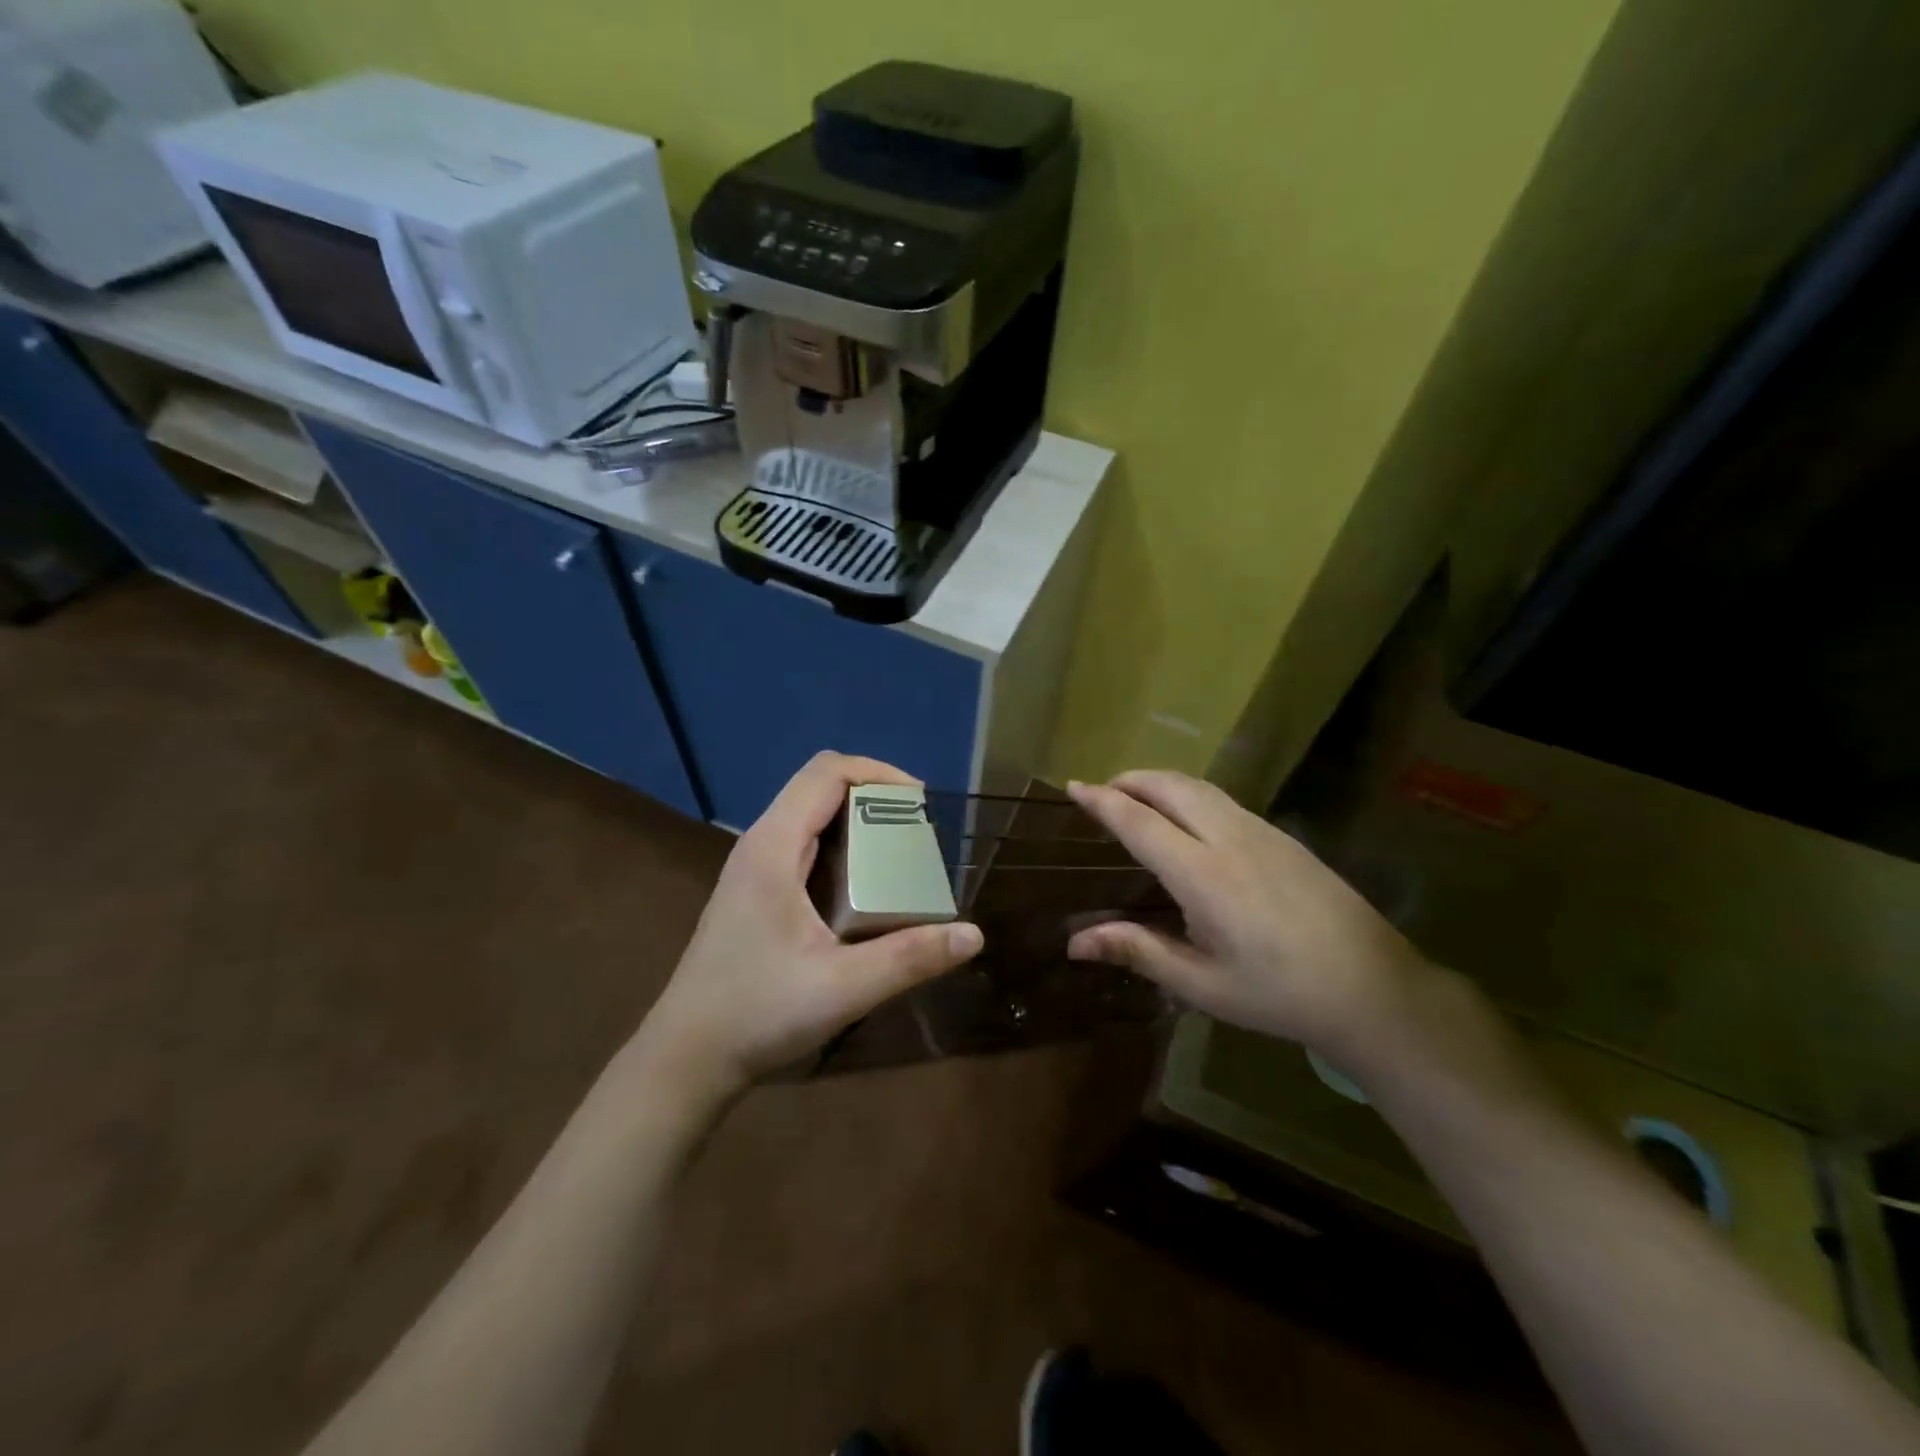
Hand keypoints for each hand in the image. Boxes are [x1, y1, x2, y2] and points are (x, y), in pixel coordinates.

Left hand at [639, 752, 983, 1092]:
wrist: (686, 1057)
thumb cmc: (757, 1014)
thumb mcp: (843, 988)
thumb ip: (910, 958)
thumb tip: (973, 935)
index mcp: (773, 847)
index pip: (826, 772)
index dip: (878, 773)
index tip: (921, 804)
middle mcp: (760, 844)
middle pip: (819, 788)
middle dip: (874, 798)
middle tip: (918, 835)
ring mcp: (753, 868)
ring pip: (810, 817)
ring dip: (858, 823)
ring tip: (900, 858)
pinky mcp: (754, 892)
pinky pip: (803, 845)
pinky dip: (841, 848)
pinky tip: (863, 891)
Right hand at [1065, 771, 1430, 1061]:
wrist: (1373, 987)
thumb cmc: (1278, 993)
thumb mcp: (1201, 983)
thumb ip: (1137, 951)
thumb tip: (1074, 943)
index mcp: (1202, 874)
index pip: (1139, 822)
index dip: (1102, 801)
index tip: (1074, 787)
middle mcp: (1229, 839)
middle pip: (1169, 787)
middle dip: (1130, 780)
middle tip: (1102, 791)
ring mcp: (1261, 832)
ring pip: (1199, 787)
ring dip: (1160, 782)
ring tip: (1137, 797)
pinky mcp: (1283, 837)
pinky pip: (1223, 800)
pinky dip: (1189, 794)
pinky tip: (1188, 819)